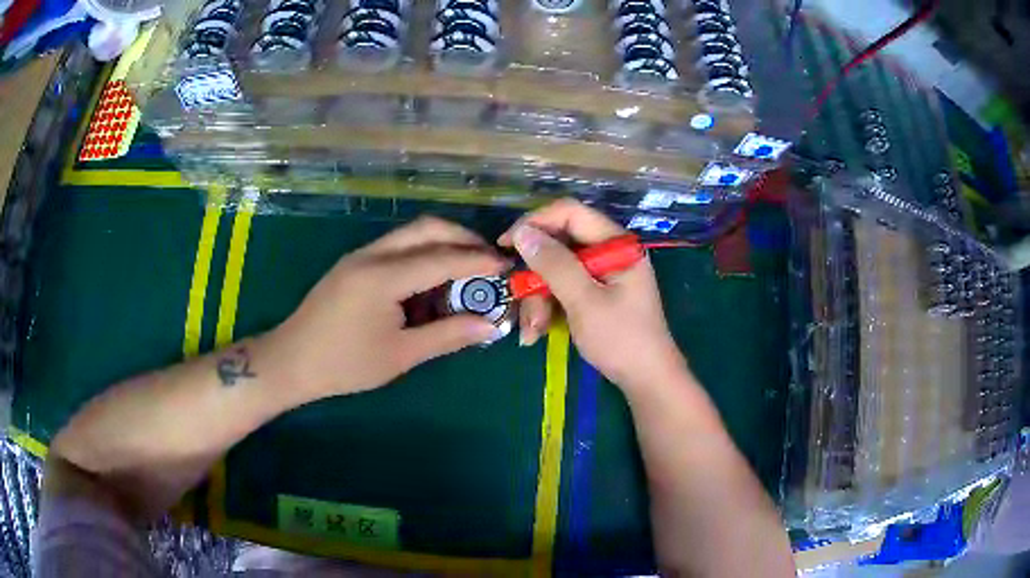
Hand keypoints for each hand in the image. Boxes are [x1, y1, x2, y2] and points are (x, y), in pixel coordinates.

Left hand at [260, 217, 507, 402]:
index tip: (507, 265)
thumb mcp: (400, 355)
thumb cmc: (345, 364)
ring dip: (442, 243)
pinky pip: (396, 247)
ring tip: (466, 269)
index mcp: (383, 277)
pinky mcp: (354, 263)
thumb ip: (447, 336)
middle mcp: (372, 255)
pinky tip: (431, 280)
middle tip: (489, 260)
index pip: (442, 258)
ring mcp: (360, 256)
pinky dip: (421, 254)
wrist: (291, 361)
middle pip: (426, 228)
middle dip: (463, 238)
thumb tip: (490, 326)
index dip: (478, 261)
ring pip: (410, 234)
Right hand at [499, 199, 687, 391]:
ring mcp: (602, 274)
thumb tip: (522, 233)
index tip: (506, 244)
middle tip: (519, 302)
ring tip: (533, 332)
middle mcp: (608, 252)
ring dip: (538, 300)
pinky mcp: (595, 294)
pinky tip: (539, 332)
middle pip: (559, 246)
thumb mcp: (584, 301)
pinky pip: (563, 289)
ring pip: (556, 271)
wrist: (646, 380)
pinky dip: (548, 308)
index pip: (570, 213)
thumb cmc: (621, 339)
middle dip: (536, 277)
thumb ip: (554, 264)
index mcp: (616, 243)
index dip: (536, 223)